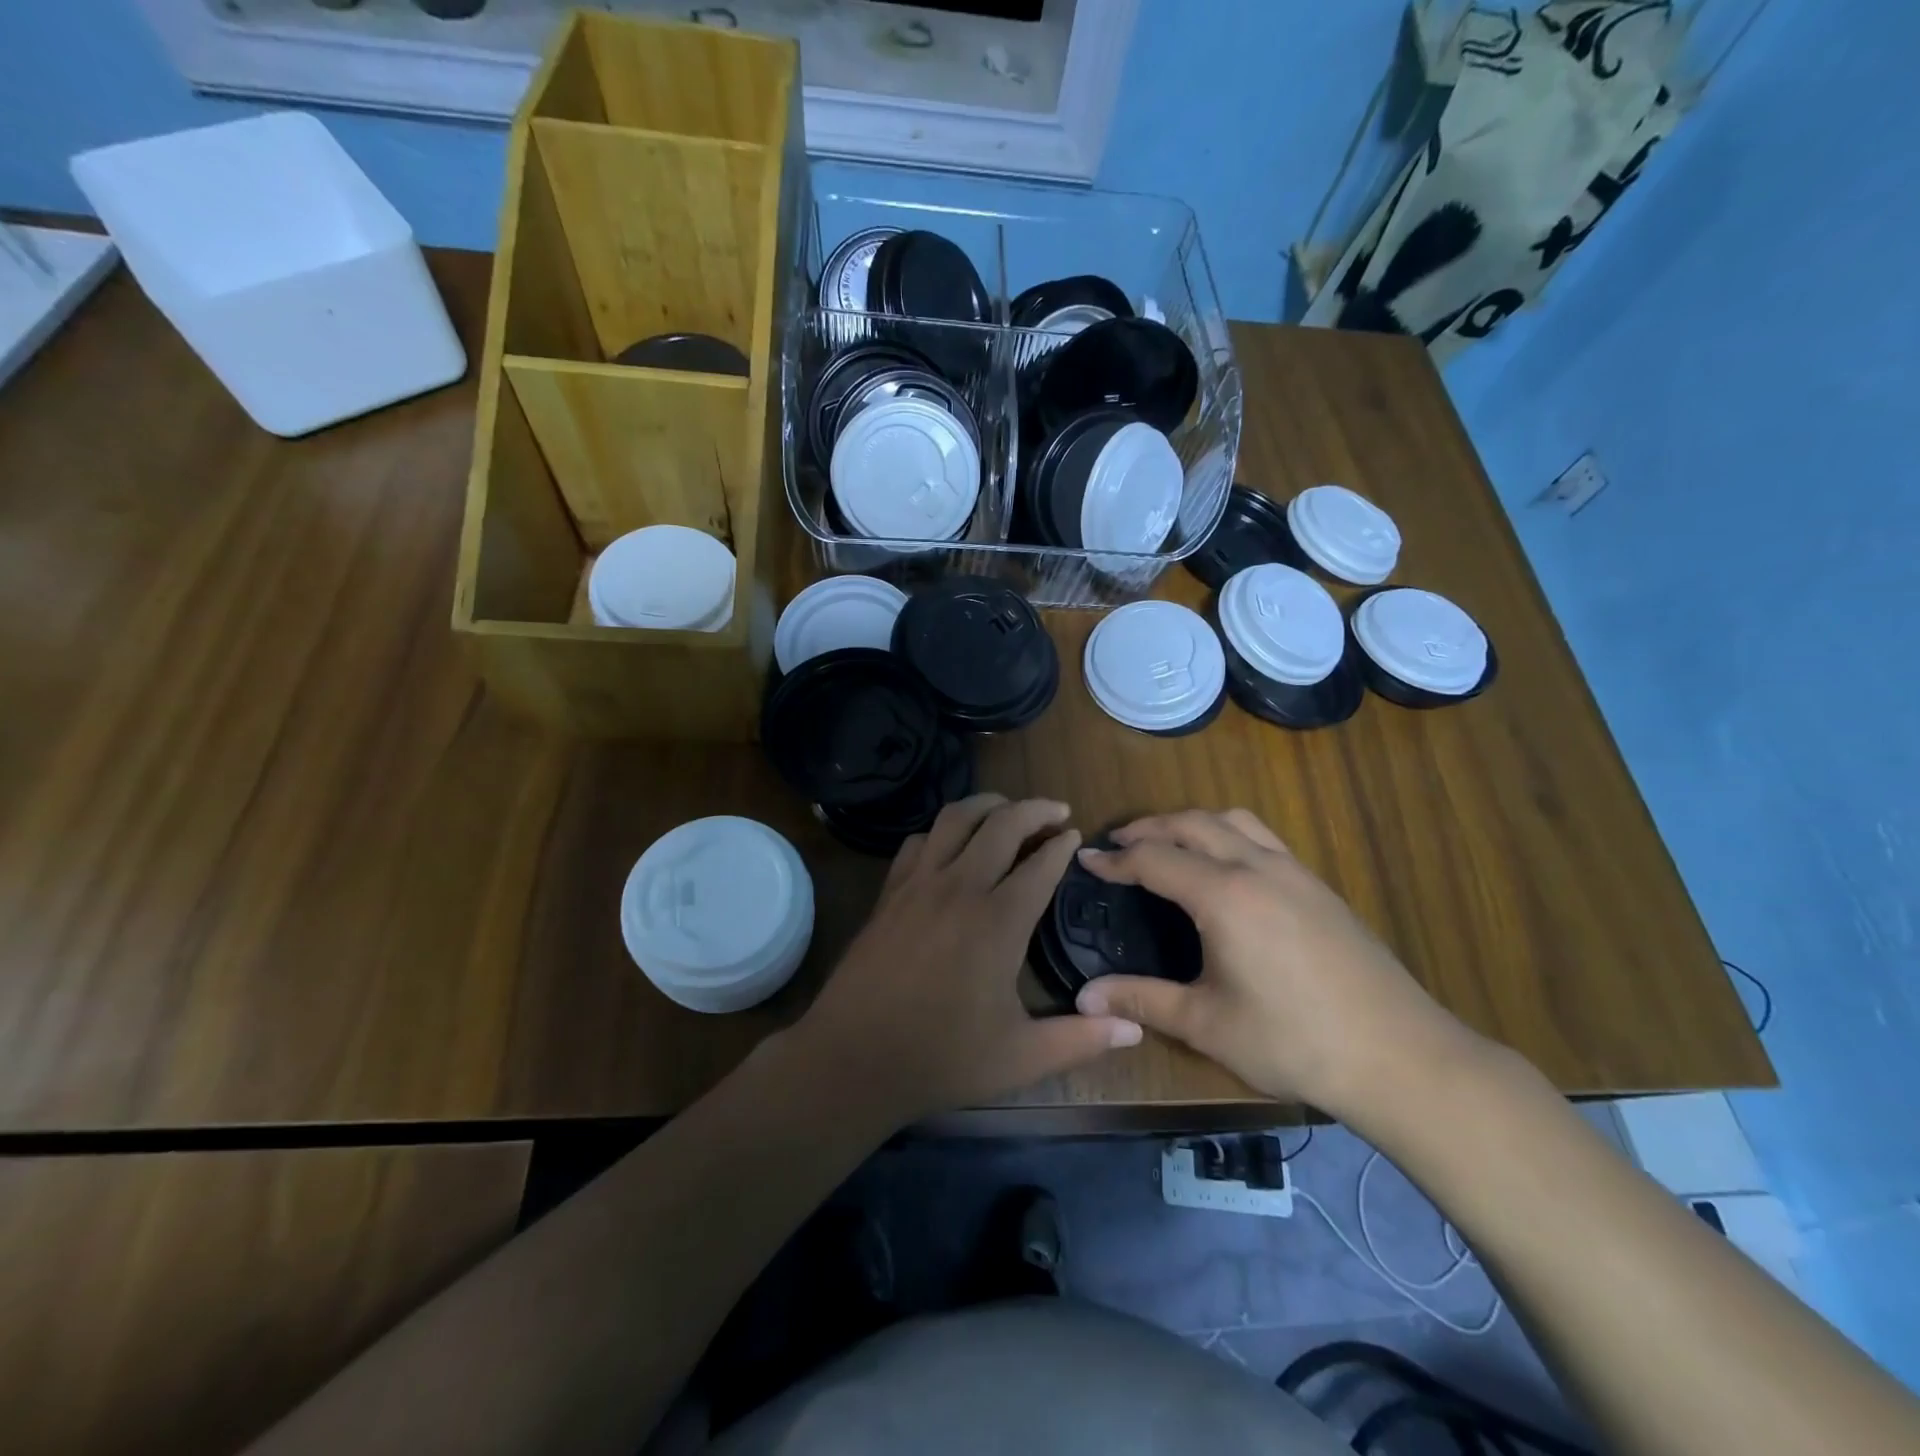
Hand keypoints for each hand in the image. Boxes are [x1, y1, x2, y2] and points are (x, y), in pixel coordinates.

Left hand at [796, 795, 1142, 1123]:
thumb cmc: (942, 1058)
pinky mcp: (890, 892)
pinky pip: (919, 840)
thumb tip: (1134, 1028)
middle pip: (1002, 823)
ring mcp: (919, 884)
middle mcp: (960, 887)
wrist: (854, 1057)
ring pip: (956, 818)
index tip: (1076, 835)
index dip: (1063, 845)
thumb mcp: (1021, 1057)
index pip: (1041, 864)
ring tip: (1006, 810)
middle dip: (1034, 808)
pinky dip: (943, 831)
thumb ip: (1081, 1039)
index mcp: (999, 921)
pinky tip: (951, 845)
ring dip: (987, 805)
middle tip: (1056, 810)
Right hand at [1072, 809, 1477, 1118]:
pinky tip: (1226, 867)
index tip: (1086, 859)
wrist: (1400, 1056)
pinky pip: (1263, 837)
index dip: (1116, 859)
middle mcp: (1257, 867)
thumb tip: (1083, 998)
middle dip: (1150, 827)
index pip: (1155, 859)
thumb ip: (1142, 1000)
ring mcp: (1295, 872)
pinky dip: (1228, 833)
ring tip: (1169, 842)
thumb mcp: (1206, 1025)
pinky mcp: (1320, 886)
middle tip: (1119, 843)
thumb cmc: (1293, 1041)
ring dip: (1192, 822)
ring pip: (1234, 820)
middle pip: (1193, 823)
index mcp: (1224, 895)